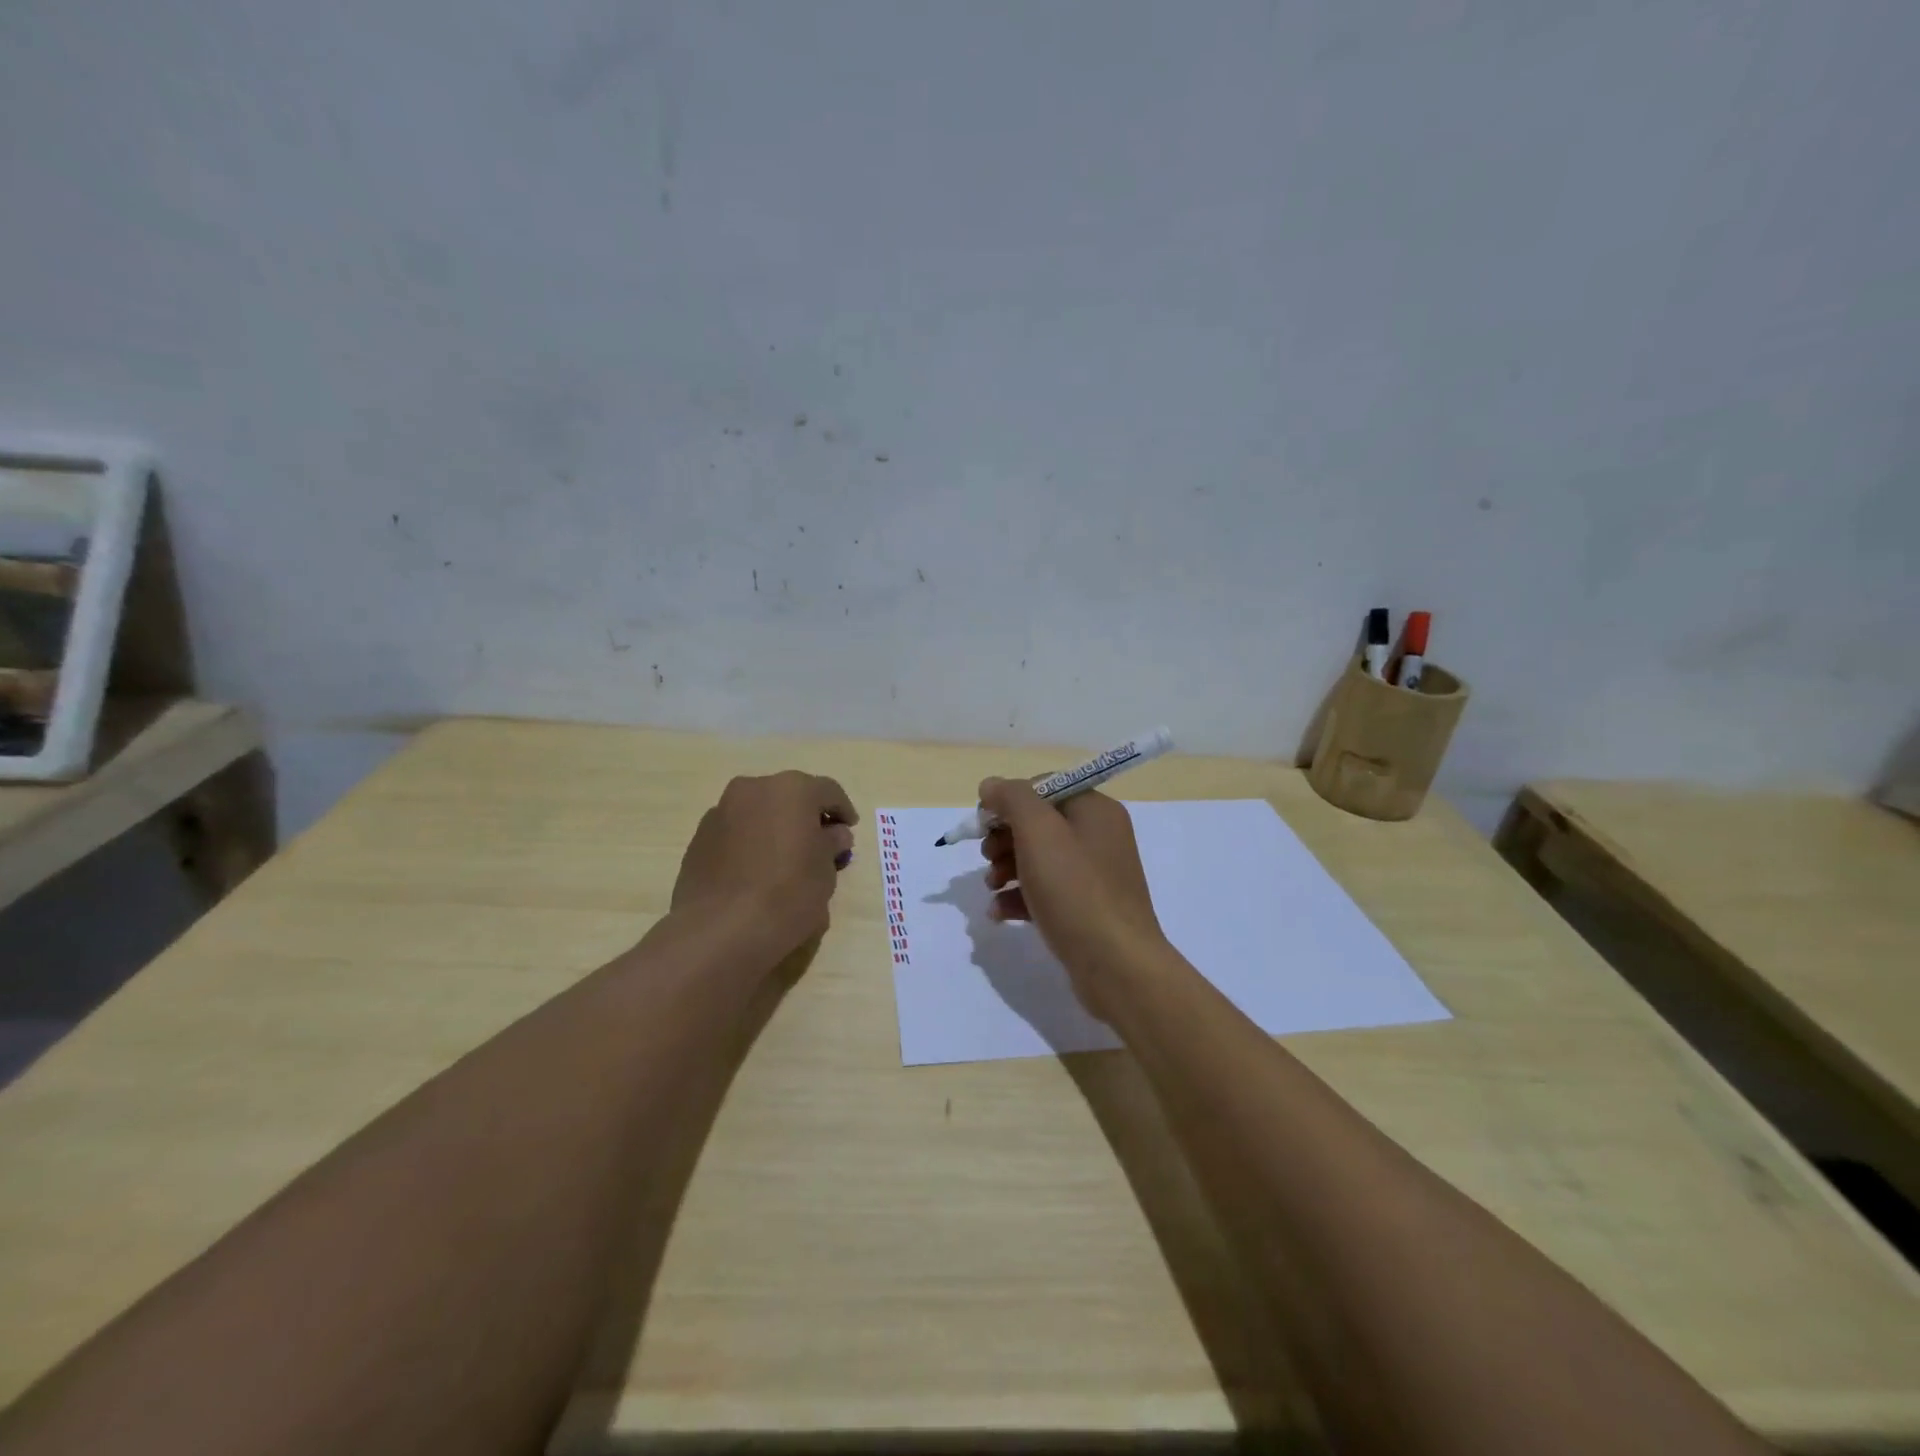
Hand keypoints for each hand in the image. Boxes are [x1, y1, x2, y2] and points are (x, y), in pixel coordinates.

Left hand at [672, 771, 858, 951]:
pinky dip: (751, 843)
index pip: (828, 791)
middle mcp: (754, 789)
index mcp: (792, 789)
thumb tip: (833, 834)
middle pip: (790, 797)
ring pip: (759, 813)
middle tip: (819, 845)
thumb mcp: (826, 871)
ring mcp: (721, 811)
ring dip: (775, 828)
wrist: (720, 930)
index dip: (843, 811)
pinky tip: (757, 873)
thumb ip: (831, 844)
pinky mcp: (699, 838)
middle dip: (806, 817)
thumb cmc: (787, 894)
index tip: (849, 832)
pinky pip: (736, 833)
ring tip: (786, 861)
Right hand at [977, 779, 1168, 1011]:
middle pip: (1039, 823)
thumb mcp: (1039, 833)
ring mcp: (1094, 875)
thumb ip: (1013, 799)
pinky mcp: (1085, 909)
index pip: (1044, 787)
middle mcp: (1098, 837)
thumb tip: (991, 785)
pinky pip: (1046, 891)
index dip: (1009, 801)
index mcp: (1095, 810)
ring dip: (1006, 868)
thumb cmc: (1076, 891)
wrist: (1117, 966)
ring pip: (1038, 859)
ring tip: (991, 887)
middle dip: (1004, 838)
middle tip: (987, 858)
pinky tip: (1000, 912)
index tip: (984, 824)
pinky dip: (1020, 897)